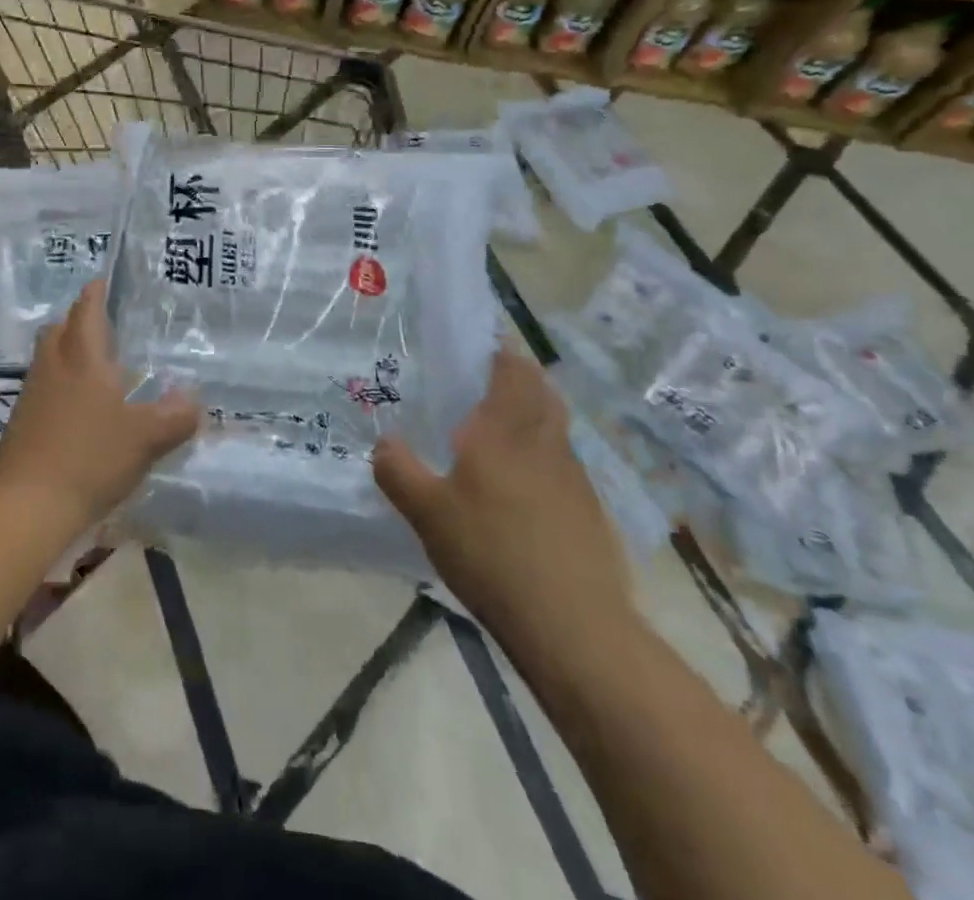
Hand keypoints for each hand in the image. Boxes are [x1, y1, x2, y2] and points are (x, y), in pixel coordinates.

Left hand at [0, 281, 200, 538]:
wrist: (28, 506)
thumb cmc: (91, 458)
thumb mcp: (146, 438)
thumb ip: (175, 417)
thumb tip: (194, 401)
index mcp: (82, 358)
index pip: (86, 311)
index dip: (95, 294)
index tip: (102, 282)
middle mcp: (53, 368)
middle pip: (59, 330)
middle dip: (77, 321)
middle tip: (101, 324)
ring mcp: (32, 396)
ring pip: (48, 359)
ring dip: (66, 353)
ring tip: (95, 367)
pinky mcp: (20, 424)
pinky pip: (42, 389)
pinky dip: (60, 386)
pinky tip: (79, 410)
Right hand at [374, 351, 628, 644]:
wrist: (573, 624)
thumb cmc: (491, 553)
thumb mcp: (426, 513)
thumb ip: (398, 471)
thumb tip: (384, 442)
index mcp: (504, 430)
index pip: (512, 370)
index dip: (499, 353)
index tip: (479, 348)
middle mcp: (544, 441)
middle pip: (541, 391)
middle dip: (519, 377)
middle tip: (486, 382)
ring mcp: (573, 476)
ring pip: (555, 426)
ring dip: (534, 414)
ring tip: (499, 430)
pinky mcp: (589, 510)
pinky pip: (563, 462)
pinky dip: (544, 455)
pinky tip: (521, 486)